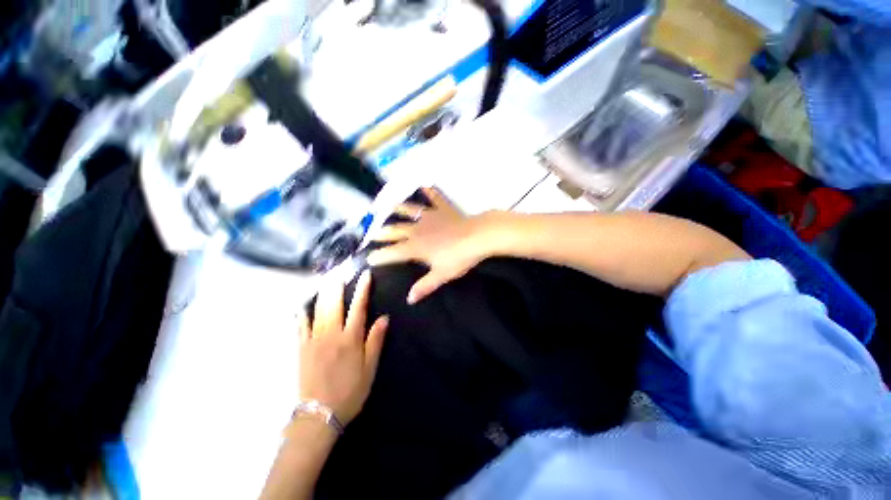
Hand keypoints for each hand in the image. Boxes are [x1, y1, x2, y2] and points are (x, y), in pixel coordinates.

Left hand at [299, 272, 388, 425]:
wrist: (318, 415)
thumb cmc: (350, 391)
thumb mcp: (370, 368)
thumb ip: (375, 341)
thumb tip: (383, 317)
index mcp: (350, 339)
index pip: (358, 308)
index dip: (362, 290)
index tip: (366, 275)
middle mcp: (331, 335)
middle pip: (334, 304)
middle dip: (338, 285)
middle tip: (341, 271)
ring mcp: (313, 340)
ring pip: (317, 310)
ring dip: (322, 293)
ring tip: (326, 280)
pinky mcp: (301, 349)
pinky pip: (300, 327)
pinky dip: (302, 314)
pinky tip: (302, 305)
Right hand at [367, 187, 497, 303]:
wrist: (477, 237)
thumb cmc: (459, 258)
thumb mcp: (441, 275)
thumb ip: (425, 286)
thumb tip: (410, 299)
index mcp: (416, 247)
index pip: (393, 253)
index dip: (380, 256)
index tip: (369, 258)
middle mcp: (418, 230)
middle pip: (397, 231)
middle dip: (384, 233)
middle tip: (373, 232)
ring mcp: (431, 217)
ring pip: (411, 211)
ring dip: (399, 208)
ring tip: (389, 205)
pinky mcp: (444, 209)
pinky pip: (435, 198)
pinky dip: (430, 192)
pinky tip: (426, 184)